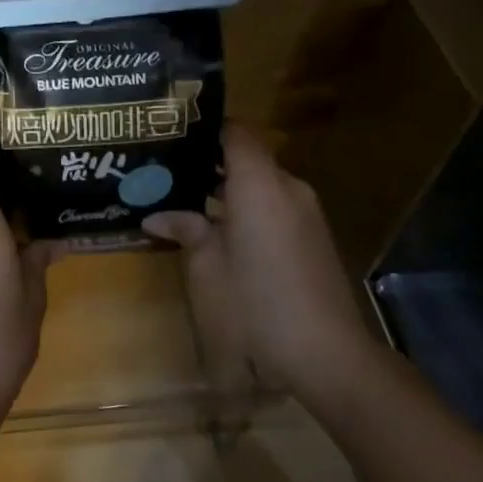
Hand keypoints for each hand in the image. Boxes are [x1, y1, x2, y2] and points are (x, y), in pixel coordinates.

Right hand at [143, 123, 367, 391]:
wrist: (325, 355)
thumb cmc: (254, 303)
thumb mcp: (206, 267)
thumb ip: (186, 229)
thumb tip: (157, 215)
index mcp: (259, 184)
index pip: (237, 132)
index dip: (207, 126)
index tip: (173, 131)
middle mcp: (288, 188)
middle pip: (248, 158)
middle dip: (209, 162)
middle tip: (168, 170)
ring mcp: (306, 215)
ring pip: (261, 185)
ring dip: (228, 189)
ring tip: (186, 200)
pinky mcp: (313, 239)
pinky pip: (275, 208)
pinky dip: (247, 209)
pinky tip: (219, 231)